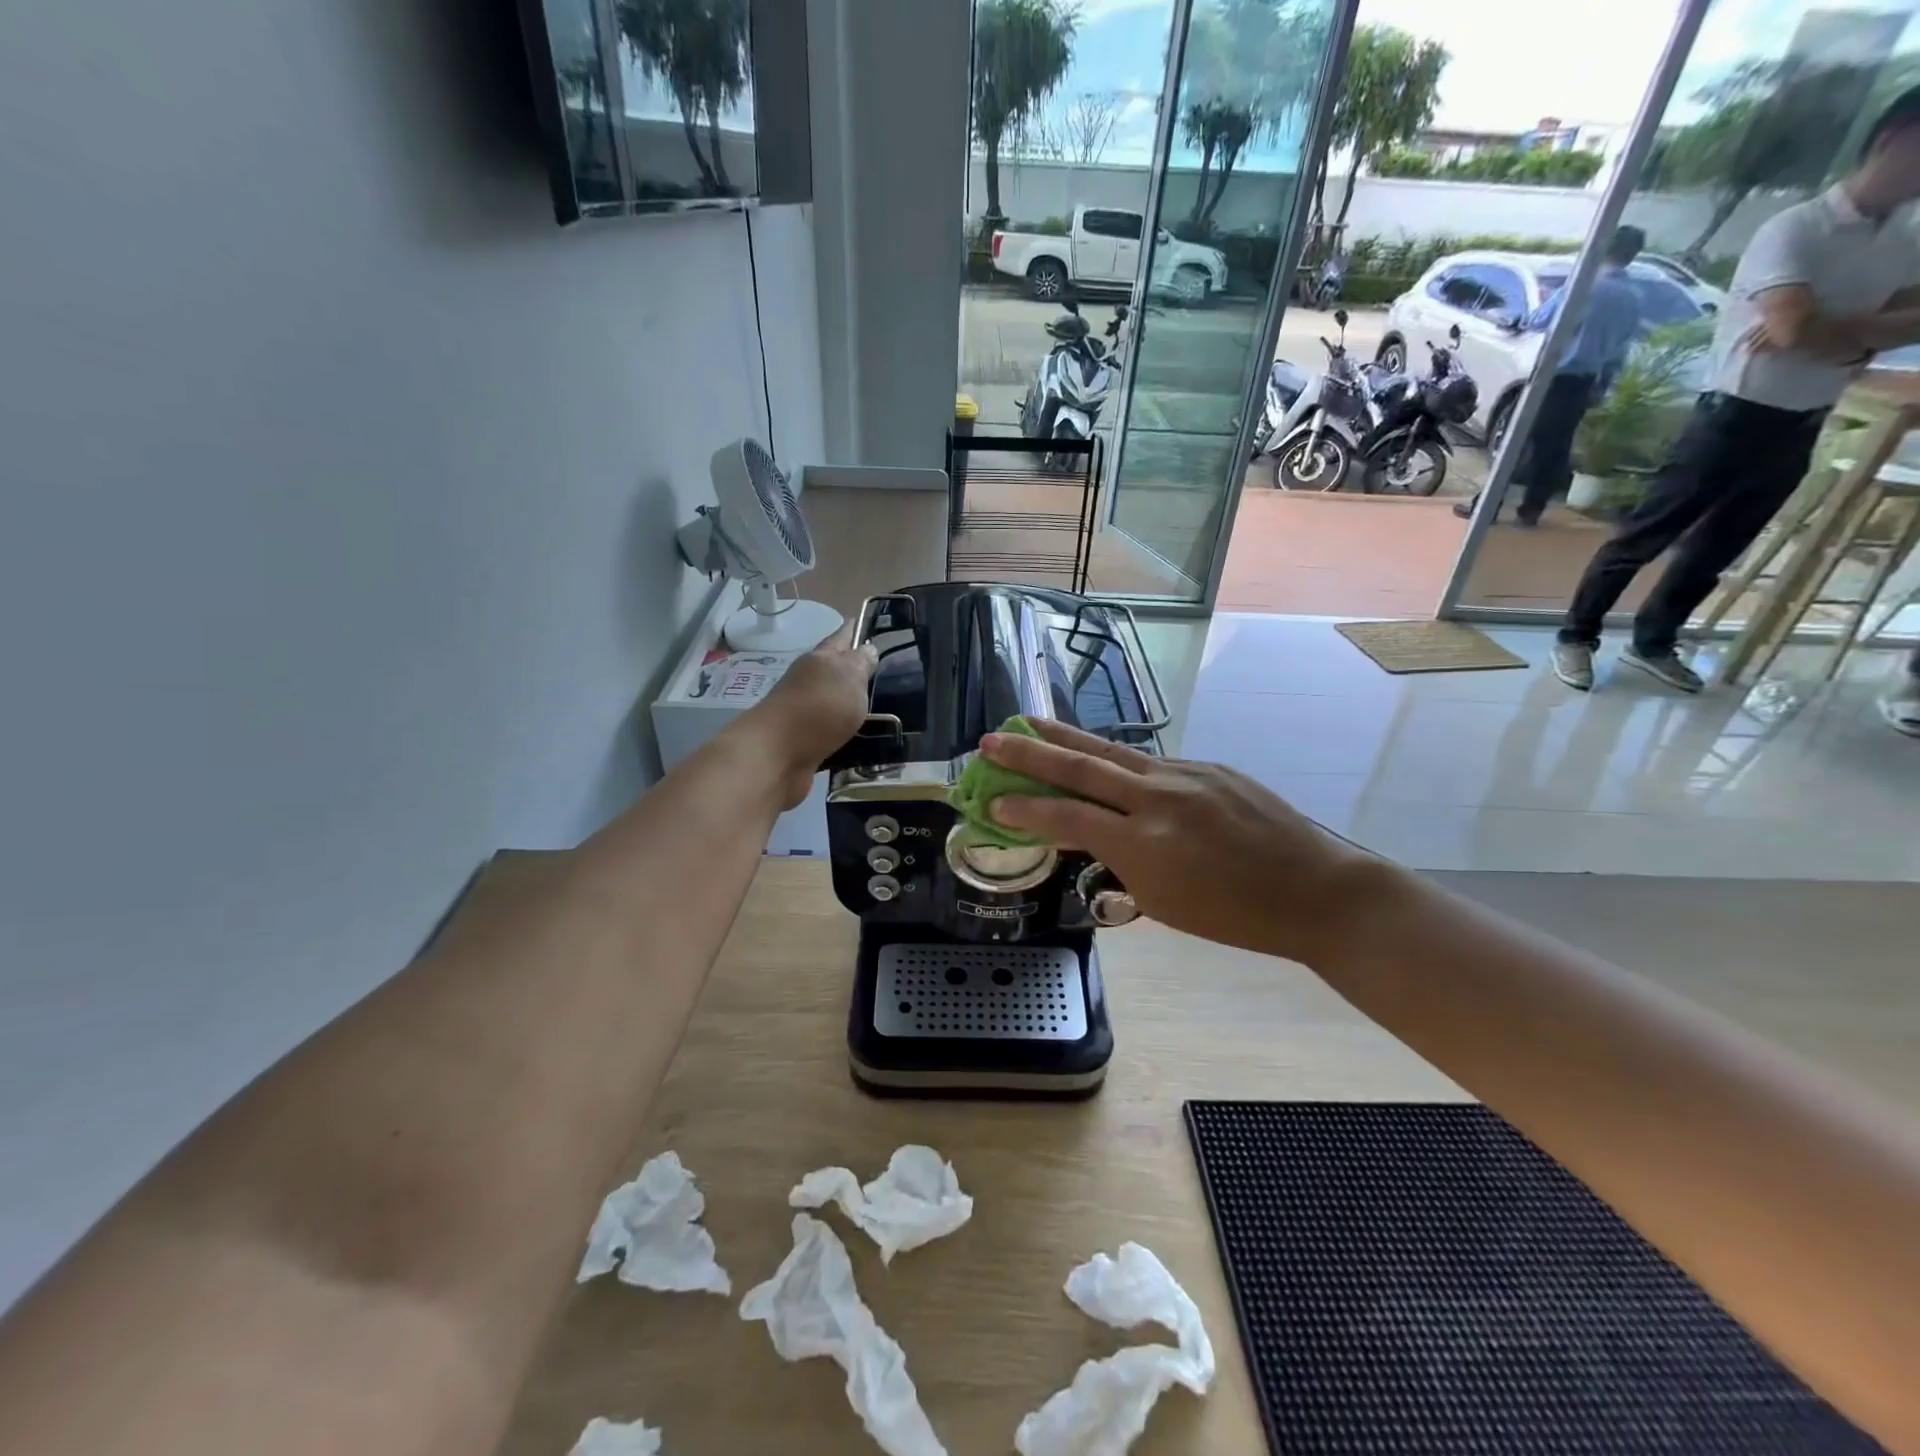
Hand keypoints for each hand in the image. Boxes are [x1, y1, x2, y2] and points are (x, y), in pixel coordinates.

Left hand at [739, 623, 877, 807]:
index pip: (841, 636)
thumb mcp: (849, 677)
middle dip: (855, 668)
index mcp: (820, 659)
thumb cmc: (818, 707)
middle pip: (835, 670)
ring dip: (851, 703)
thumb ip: (861, 663)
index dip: (854, 629)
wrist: (778, 755)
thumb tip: (868, 648)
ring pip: (834, 702)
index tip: (867, 622)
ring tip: (880, 707)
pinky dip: (845, 732)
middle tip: (883, 670)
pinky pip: (832, 732)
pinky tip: (863, 737)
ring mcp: (806, 713)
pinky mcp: (806, 742)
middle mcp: (810, 681)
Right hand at [981, 718, 1374, 963]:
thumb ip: (1118, 862)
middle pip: (1081, 766)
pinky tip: (1098, 756)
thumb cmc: (1234, 917)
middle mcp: (1158, 796)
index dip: (1025, 809)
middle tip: (991, 740)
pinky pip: (1148, 761)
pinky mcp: (1207, 765)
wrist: (1314, 890)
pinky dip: (1113, 758)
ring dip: (1065, 738)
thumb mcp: (1162, 902)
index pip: (1068, 817)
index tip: (991, 799)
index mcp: (1144, 843)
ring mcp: (1185, 773)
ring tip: (1030, 724)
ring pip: (1111, 750)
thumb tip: (1087, 833)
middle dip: (1030, 753)